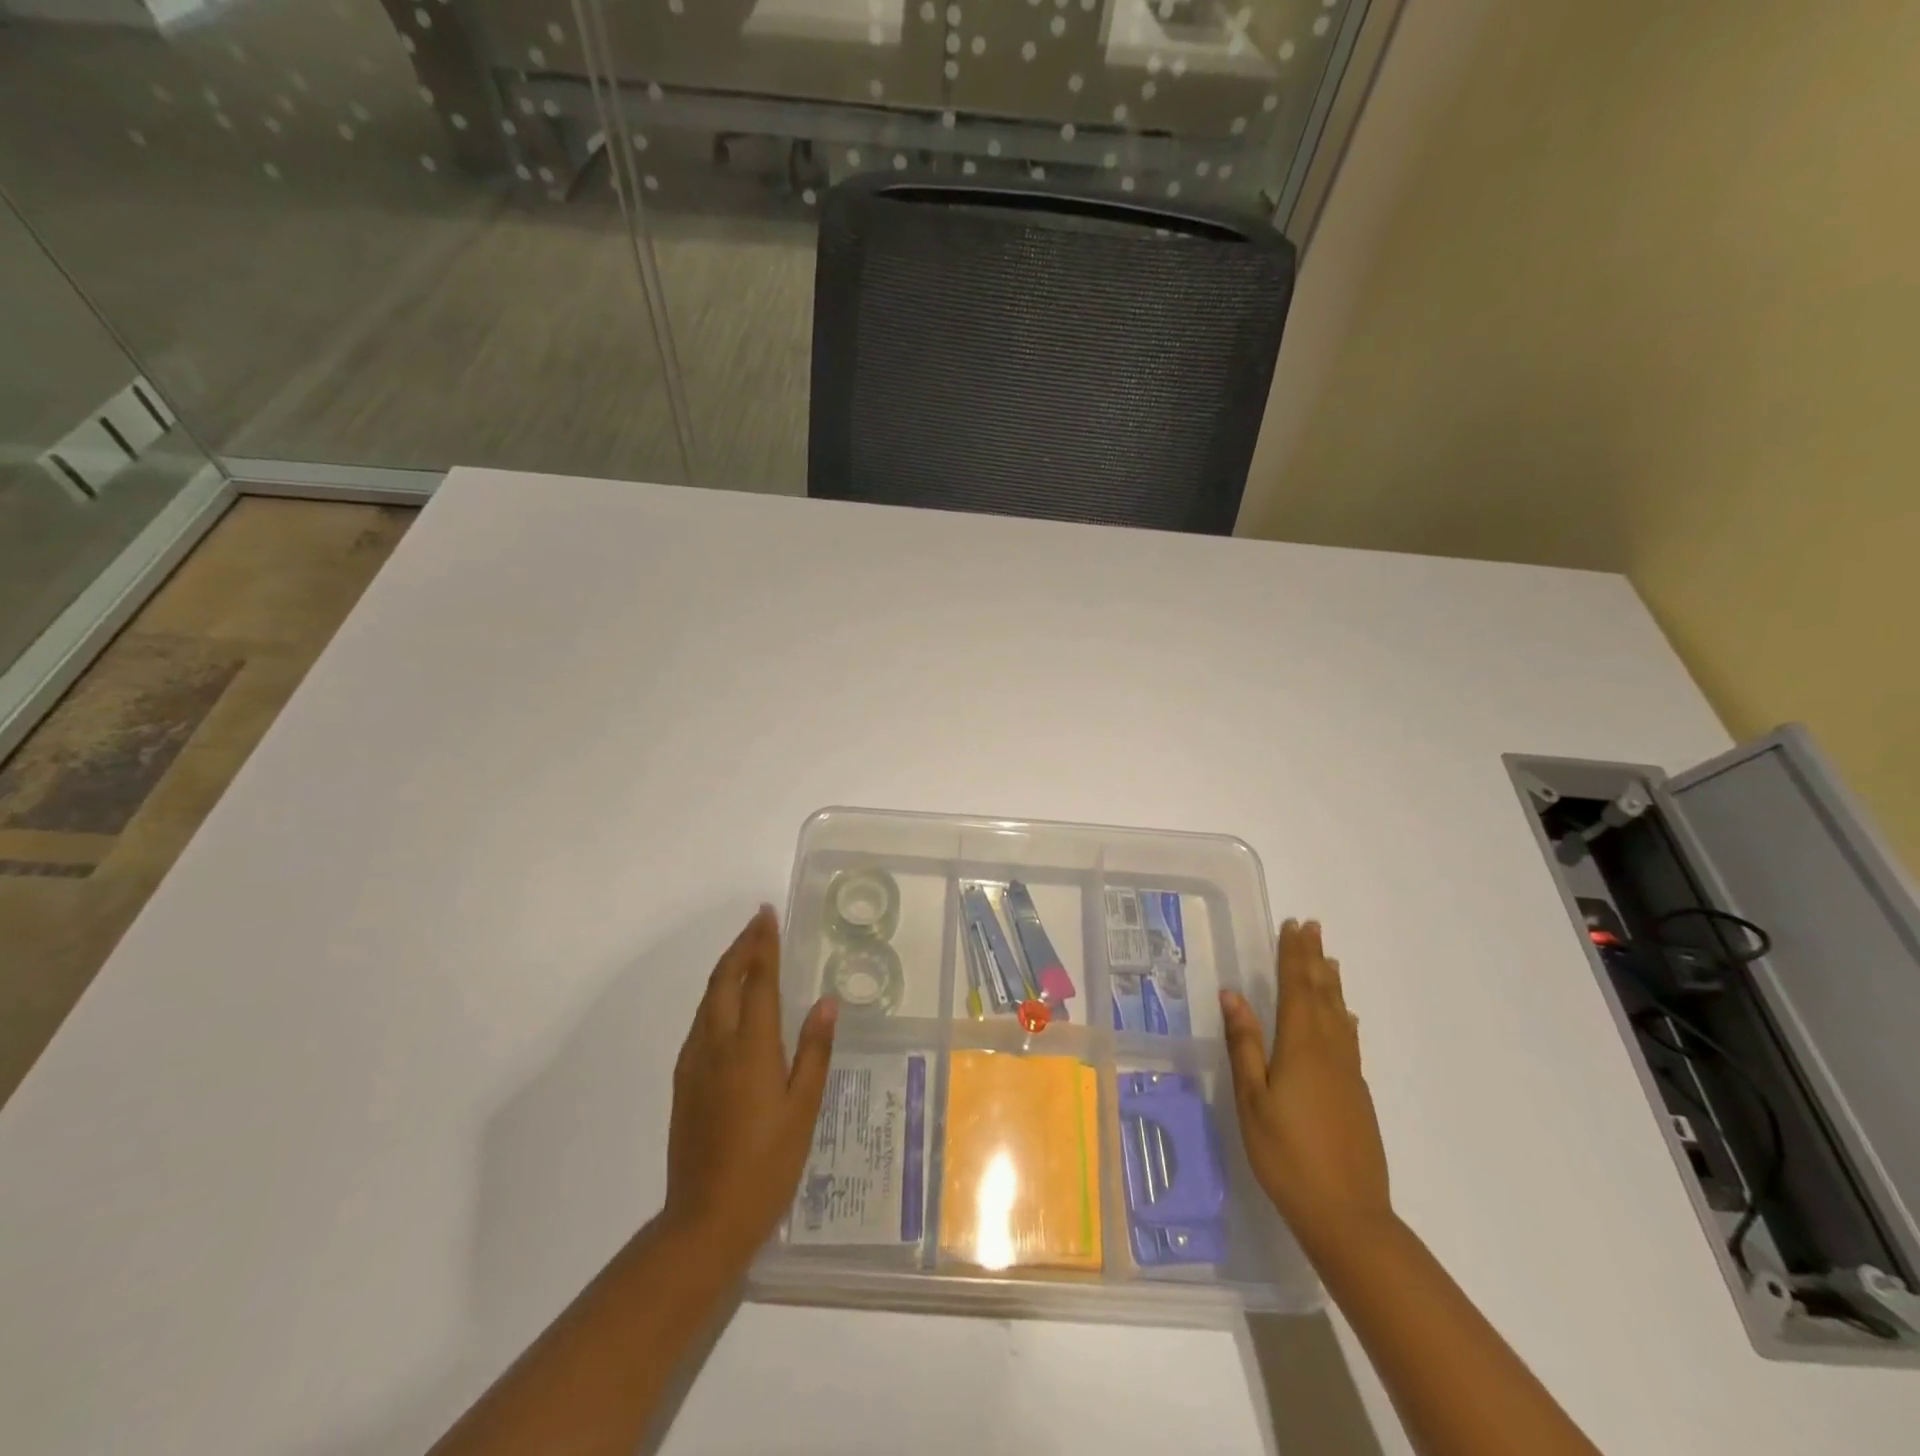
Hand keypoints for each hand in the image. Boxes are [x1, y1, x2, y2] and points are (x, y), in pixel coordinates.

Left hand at [664, 906, 836, 1268]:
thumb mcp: (803, 1109)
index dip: (763, 945)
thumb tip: (826, 1001)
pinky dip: (715, 997)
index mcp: (750, 1048)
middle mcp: (716, 1045)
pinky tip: (727, 1004)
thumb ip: (814, 1050)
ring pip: (707, 1000)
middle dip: (741, 948)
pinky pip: (699, 1022)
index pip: (758, 982)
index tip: (766, 915)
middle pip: (724, 981)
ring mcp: (694, 1064)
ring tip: (746, 953)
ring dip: (727, 969)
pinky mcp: (683, 1082)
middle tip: (758, 924)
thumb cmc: (767, 1164)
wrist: (705, 1220)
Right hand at [1221, 919, 1391, 1253]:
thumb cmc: (1287, 1157)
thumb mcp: (1252, 1101)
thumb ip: (1244, 1045)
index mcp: (1301, 1048)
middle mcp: (1330, 1052)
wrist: (1348, 1217)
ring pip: (1340, 1015)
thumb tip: (1232, 995)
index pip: (1296, 989)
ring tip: (1329, 960)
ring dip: (1332, 983)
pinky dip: (1344, 1017)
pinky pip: (1349, 1039)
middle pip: (1322, 995)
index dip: (1293, 956)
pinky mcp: (1357, 1095)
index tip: (1293, 926)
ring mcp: (1348, 1074)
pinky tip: (1345, 1018)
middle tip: (1312, 928)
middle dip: (1314, 960)